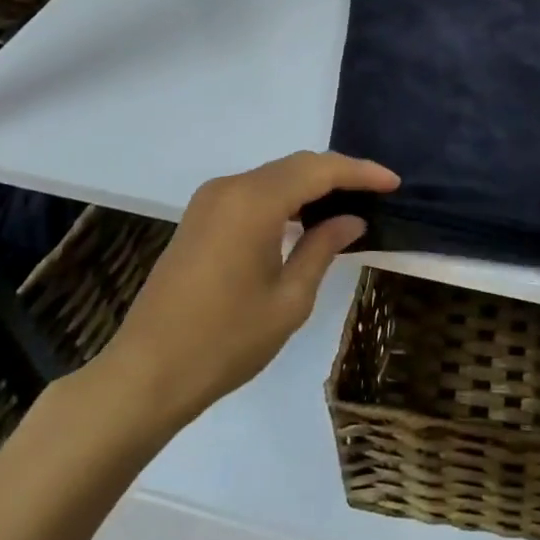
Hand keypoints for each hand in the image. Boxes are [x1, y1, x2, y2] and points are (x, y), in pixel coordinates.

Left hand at [86, 151, 398, 432]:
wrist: (146, 374)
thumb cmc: (225, 341)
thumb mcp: (289, 299)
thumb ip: (322, 248)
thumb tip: (351, 219)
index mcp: (254, 201)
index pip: (319, 170)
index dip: (360, 172)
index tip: (393, 182)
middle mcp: (230, 187)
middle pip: (296, 165)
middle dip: (339, 173)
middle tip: (377, 191)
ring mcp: (210, 200)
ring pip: (274, 175)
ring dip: (311, 184)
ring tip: (348, 203)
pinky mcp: (199, 217)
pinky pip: (253, 191)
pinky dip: (285, 196)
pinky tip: (305, 219)